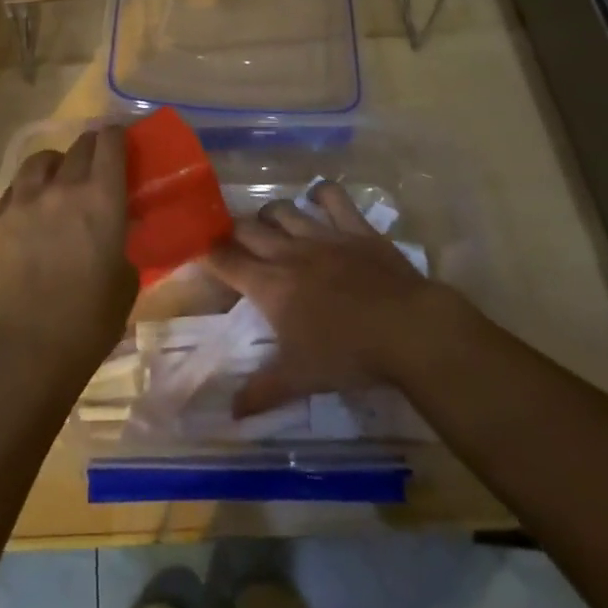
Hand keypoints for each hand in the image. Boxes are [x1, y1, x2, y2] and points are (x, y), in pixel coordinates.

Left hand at [0, 127, 136, 382]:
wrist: (26, 350)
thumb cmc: (89, 321)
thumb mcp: (126, 279)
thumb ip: (122, 241)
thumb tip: (116, 229)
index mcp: (101, 198)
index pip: (110, 142)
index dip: (117, 136)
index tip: (121, 141)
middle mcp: (62, 187)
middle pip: (78, 146)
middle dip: (91, 148)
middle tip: (96, 165)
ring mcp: (23, 200)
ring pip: (40, 160)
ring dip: (55, 165)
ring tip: (57, 182)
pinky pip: (14, 190)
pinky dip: (27, 192)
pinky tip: (30, 212)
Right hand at [204, 181, 468, 415]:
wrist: (408, 329)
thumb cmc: (349, 355)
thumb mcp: (301, 380)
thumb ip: (262, 392)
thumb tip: (231, 414)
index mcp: (270, 286)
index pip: (226, 261)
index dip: (208, 254)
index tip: (198, 251)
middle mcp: (288, 252)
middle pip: (247, 229)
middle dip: (231, 230)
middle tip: (229, 239)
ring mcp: (322, 235)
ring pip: (282, 210)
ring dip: (269, 214)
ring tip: (267, 223)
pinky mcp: (354, 227)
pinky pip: (332, 197)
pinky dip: (321, 194)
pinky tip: (317, 198)